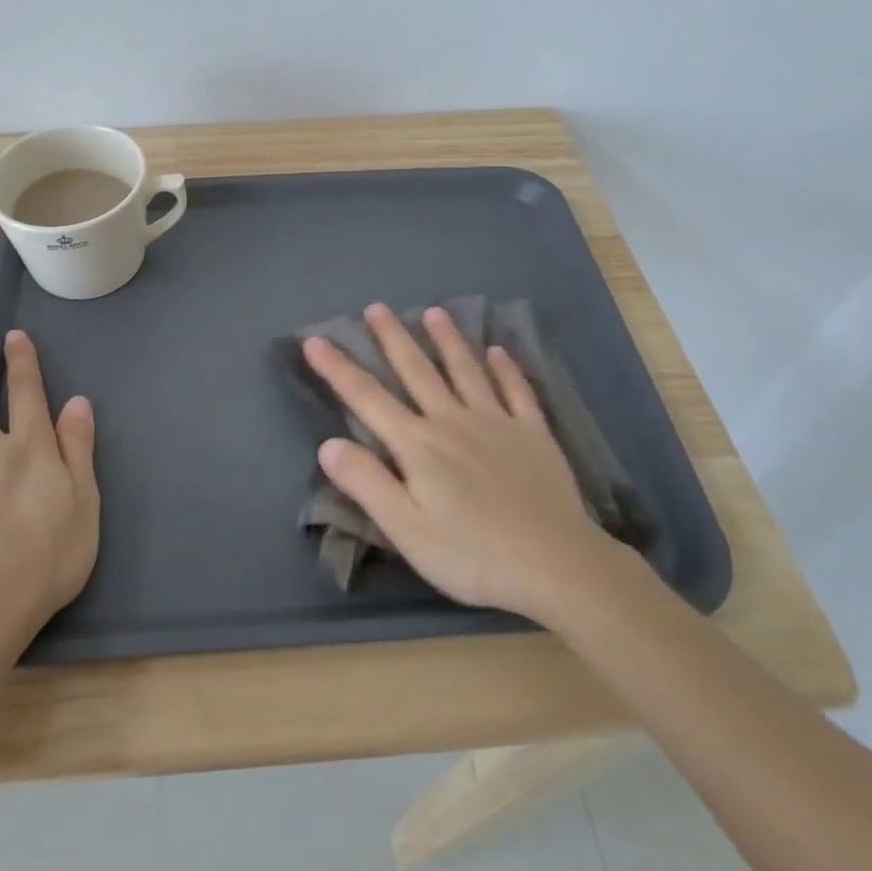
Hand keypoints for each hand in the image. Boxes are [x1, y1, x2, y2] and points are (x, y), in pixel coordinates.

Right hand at [302, 304, 621, 620]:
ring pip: (466, 370)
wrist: (555, 564)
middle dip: (393, 338)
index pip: (367, 398)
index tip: (315, 340)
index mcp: (418, 444)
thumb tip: (327, 443)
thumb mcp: (406, 529)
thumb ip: (366, 483)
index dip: (338, 368)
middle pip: (417, 370)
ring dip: (448, 340)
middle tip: (376, 307)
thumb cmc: (471, 554)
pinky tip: (500, 352)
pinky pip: (518, 392)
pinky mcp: (534, 434)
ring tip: (434, 312)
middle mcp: (452, 420)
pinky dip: (507, 369)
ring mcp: (497, 422)